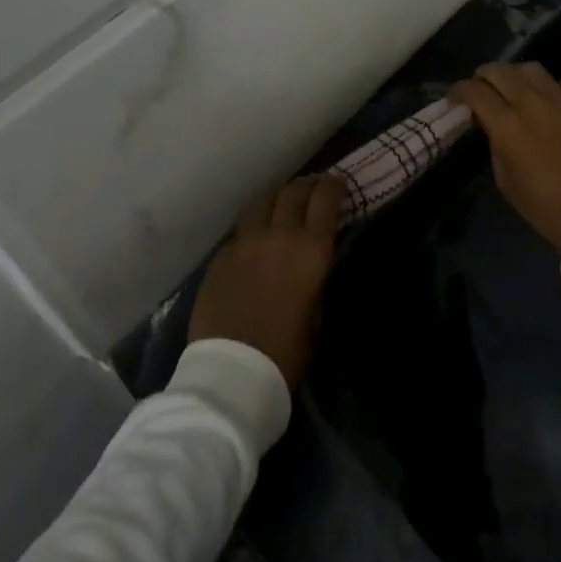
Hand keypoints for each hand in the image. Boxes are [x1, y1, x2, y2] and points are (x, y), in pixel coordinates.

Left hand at [188, 175, 343, 389]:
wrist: (232, 376)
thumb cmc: (285, 355)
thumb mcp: (315, 315)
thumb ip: (314, 279)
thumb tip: (309, 263)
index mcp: (311, 251)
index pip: (325, 198)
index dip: (334, 186)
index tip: (338, 186)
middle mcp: (280, 234)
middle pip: (294, 191)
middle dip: (307, 187)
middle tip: (312, 190)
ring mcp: (246, 240)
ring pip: (264, 199)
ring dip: (278, 196)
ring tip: (282, 202)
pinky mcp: (222, 253)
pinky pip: (242, 227)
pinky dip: (254, 224)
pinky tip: (256, 236)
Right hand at [450, 62, 560, 248]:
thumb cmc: (545, 208)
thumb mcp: (505, 180)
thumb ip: (495, 144)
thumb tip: (492, 125)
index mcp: (506, 125)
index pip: (474, 91)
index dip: (459, 90)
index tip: (455, 96)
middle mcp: (531, 104)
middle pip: (499, 70)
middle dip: (484, 75)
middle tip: (482, 87)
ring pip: (532, 68)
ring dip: (517, 75)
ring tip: (517, 87)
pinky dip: (556, 87)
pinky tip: (554, 100)